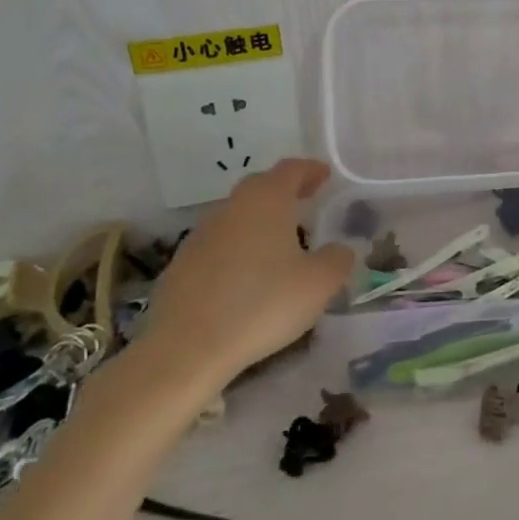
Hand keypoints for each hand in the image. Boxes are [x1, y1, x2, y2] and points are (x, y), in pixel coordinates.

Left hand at [137, 159, 352, 392]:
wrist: (186, 349)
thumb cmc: (262, 304)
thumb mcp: (319, 284)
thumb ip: (337, 259)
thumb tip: (338, 249)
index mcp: (266, 201)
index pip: (290, 170)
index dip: (310, 170)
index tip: (325, 175)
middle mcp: (230, 209)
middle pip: (260, 188)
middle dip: (284, 191)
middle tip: (306, 202)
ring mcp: (200, 237)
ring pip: (237, 217)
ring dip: (260, 222)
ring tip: (280, 244)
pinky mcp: (180, 267)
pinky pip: (218, 247)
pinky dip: (238, 251)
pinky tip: (248, 278)